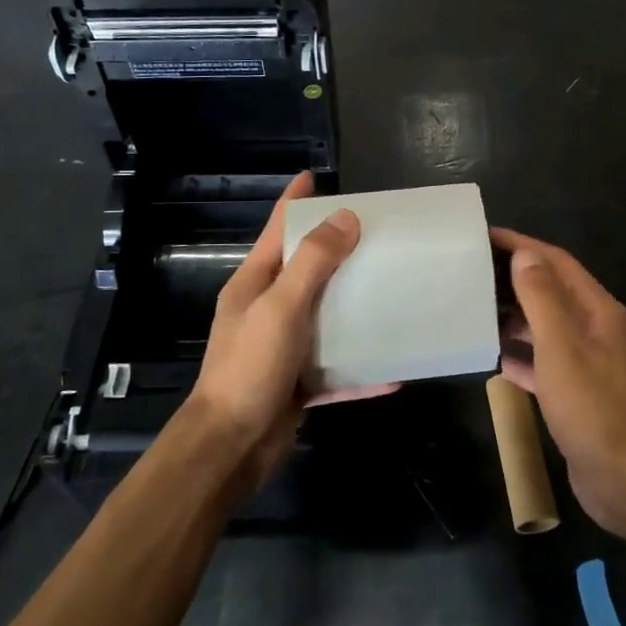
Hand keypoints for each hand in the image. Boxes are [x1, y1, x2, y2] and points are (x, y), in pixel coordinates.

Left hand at [187, 173, 370, 481]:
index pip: (277, 230)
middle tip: (377, 234)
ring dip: (355, 306)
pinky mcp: (298, 382)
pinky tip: (394, 370)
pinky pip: (337, 368)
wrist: (231, 447)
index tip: (316, 177)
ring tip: (393, 289)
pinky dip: (362, 368)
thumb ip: (313, 262)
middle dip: (337, 250)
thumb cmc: (250, 367)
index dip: (296, 202)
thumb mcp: (281, 307)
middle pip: (306, 270)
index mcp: (255, 284)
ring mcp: (283, 347)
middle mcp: (267, 309)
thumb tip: (345, 218)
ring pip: (325, 317)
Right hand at [493, 228, 625, 544]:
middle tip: (471, 272)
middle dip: (515, 279)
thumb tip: (525, 255)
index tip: (484, 236)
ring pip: (547, 328)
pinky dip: (522, 356)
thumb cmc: (596, 411)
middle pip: (552, 292)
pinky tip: (495, 358)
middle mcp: (597, 331)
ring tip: (475, 309)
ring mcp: (590, 365)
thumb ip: (543, 299)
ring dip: (515, 317)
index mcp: (599, 311)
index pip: (557, 263)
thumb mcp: (563, 349)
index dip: (523, 246)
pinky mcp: (579, 396)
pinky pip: (546, 364)